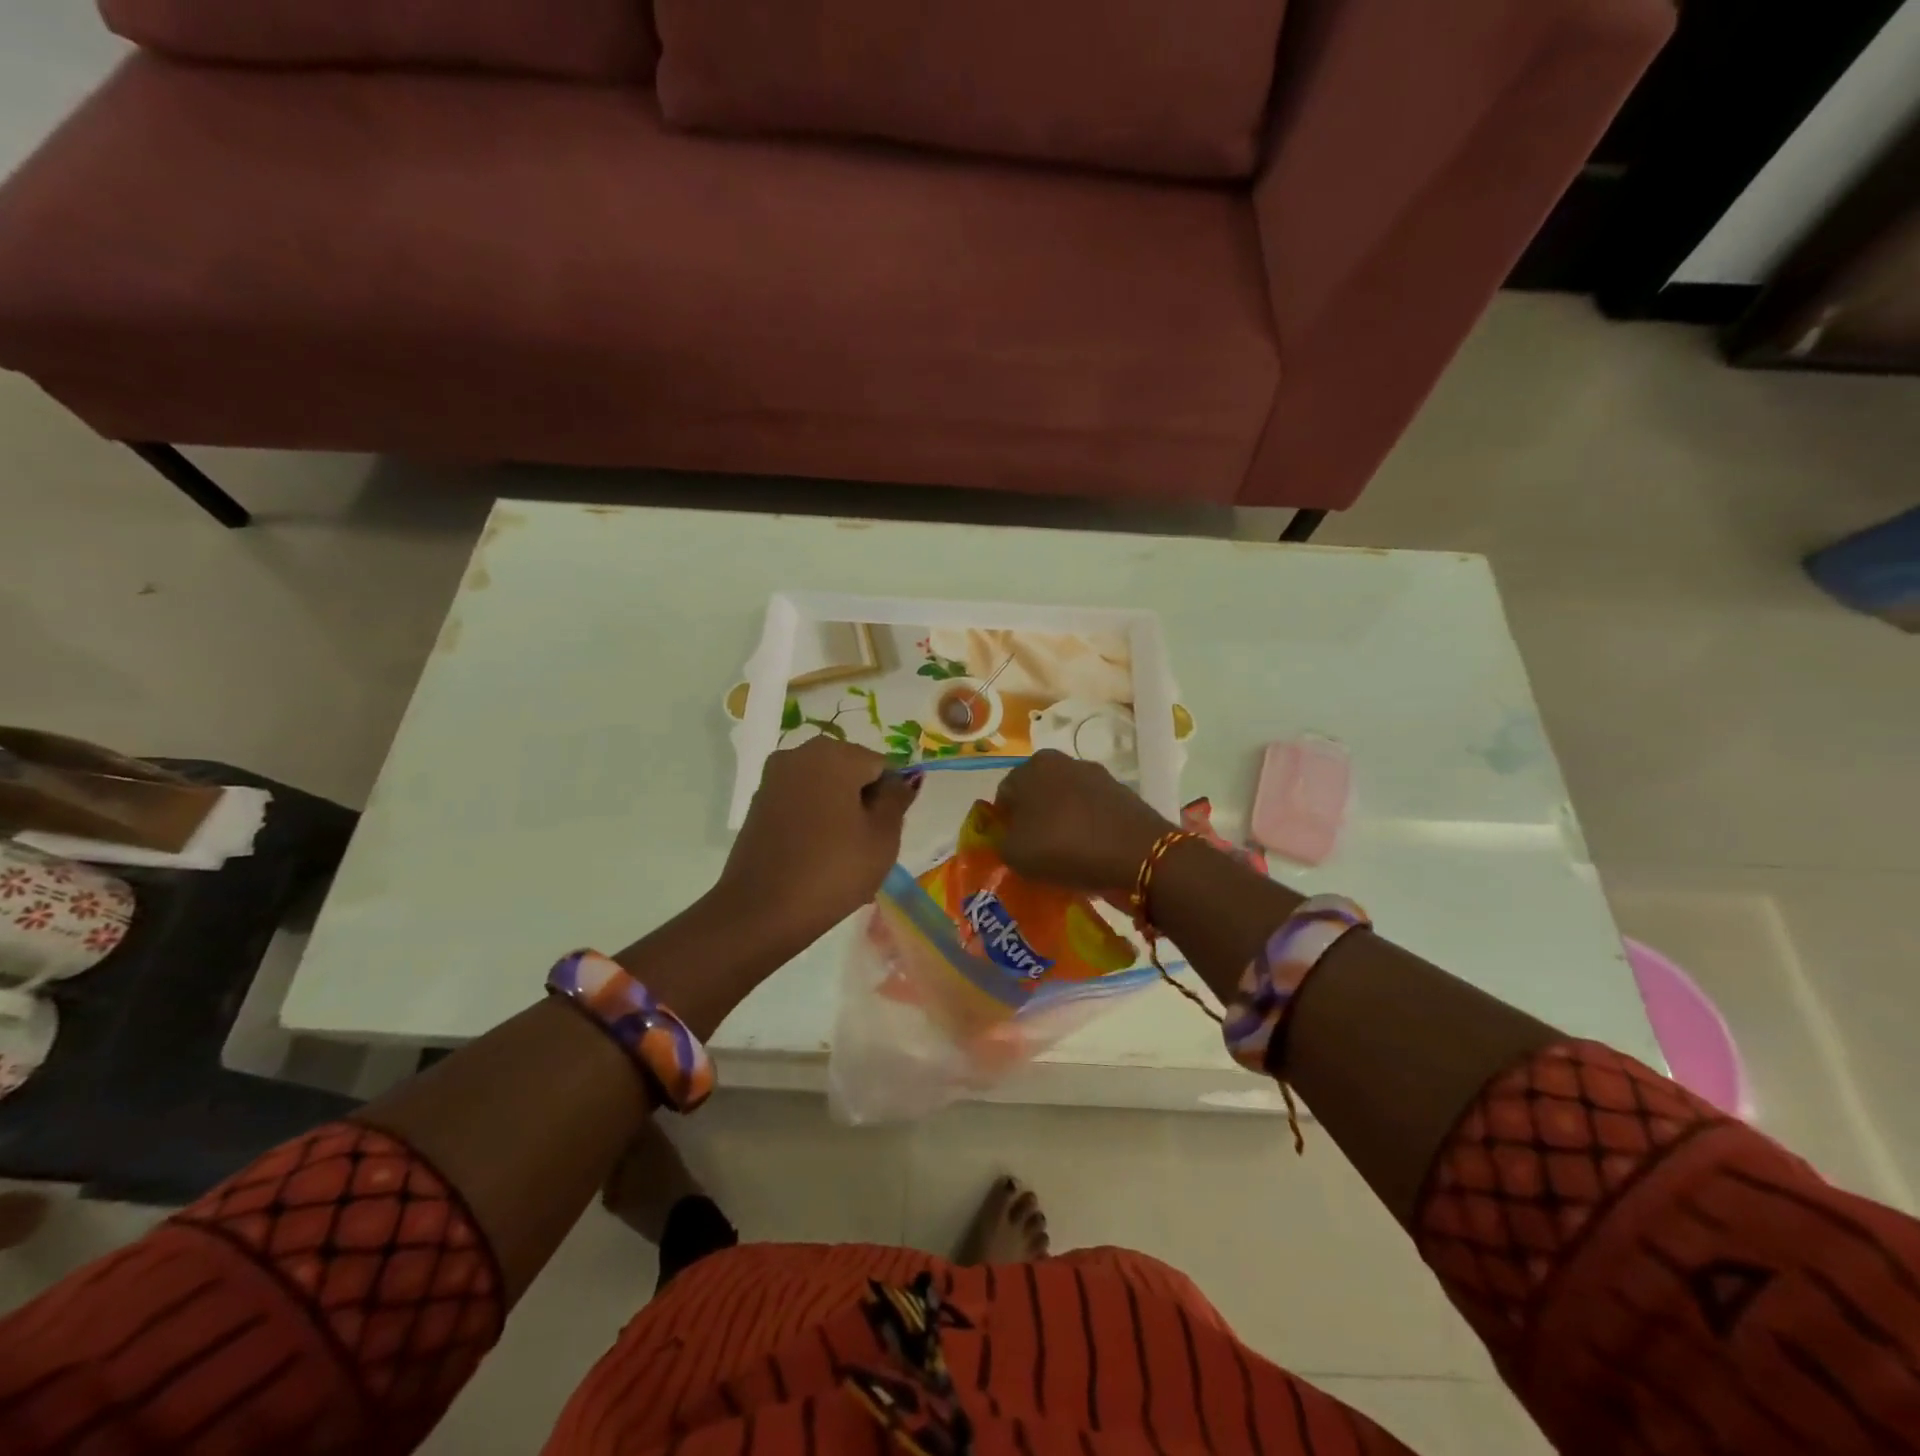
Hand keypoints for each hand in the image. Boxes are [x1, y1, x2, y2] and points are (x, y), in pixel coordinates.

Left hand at [712, 736, 916, 943]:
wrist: (760, 912)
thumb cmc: (833, 870)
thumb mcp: (883, 837)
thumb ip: (897, 799)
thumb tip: (901, 780)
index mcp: (834, 754)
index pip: (882, 766)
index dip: (891, 799)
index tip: (886, 833)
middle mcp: (799, 754)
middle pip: (851, 772)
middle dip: (864, 803)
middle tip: (867, 846)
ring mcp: (774, 778)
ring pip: (825, 789)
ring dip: (840, 813)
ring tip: (843, 856)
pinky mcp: (757, 804)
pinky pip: (801, 804)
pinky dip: (815, 822)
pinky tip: (817, 857)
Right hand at [993, 750, 1176, 893]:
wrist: (1137, 854)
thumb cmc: (1065, 847)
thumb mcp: (1016, 854)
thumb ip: (1002, 842)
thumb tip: (1010, 838)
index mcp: (1032, 767)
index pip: (1005, 793)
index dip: (1003, 822)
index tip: (1011, 846)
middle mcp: (1064, 761)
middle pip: (1037, 792)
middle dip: (1033, 818)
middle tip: (1036, 849)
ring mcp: (1097, 775)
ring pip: (1066, 800)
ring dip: (1062, 820)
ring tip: (1065, 853)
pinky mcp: (1122, 793)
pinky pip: (1093, 810)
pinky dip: (1088, 825)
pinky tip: (1090, 850)